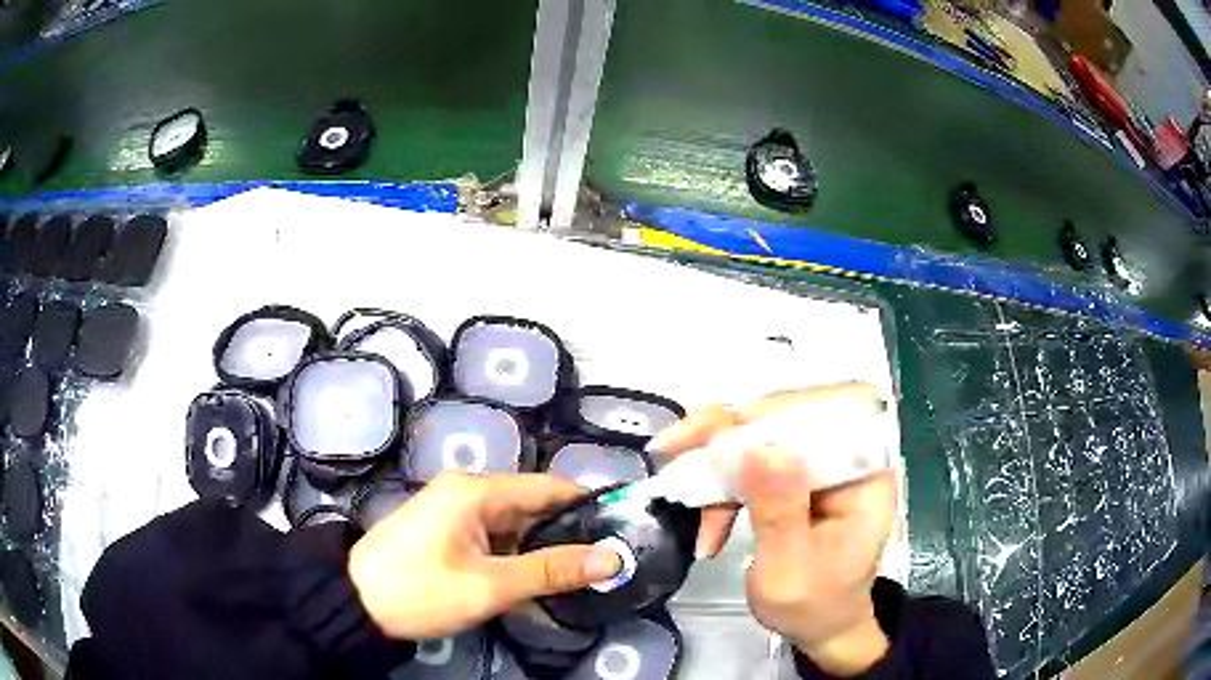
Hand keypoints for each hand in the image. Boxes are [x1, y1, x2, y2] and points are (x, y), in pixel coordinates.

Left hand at [348, 472, 621, 639]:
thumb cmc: (419, 590)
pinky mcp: (447, 530)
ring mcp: (455, 510)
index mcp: (477, 490)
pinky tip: (532, 584)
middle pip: (534, 507)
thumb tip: (612, 558)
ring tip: (576, 579)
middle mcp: (468, 491)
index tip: (623, 532)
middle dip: (566, 536)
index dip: (588, 507)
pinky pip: (494, 539)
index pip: (549, 487)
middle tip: (604, 566)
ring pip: (515, 527)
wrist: (354, 602)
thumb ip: (552, 571)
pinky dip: (515, 559)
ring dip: (540, 552)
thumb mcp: (489, 586)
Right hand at [648, 383, 894, 674]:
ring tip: (682, 489)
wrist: (818, 626)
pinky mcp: (795, 478)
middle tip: (676, 448)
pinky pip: (752, 461)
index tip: (728, 430)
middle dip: (731, 431)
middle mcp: (846, 459)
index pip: (835, 409)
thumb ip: (779, 512)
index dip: (782, 408)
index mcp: (866, 475)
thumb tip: (760, 449)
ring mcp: (819, 467)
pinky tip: (707, 523)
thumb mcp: (791, 570)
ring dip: (717, 460)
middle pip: (790, 414)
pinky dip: (721, 484)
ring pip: (763, 434)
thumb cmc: (814, 606)